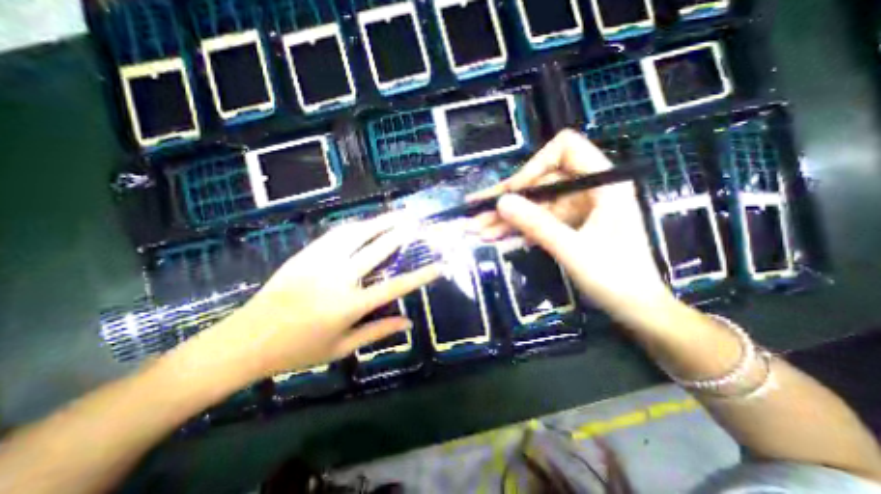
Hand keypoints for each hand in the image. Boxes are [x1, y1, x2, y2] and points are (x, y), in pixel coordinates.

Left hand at [175, 215, 440, 382]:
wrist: (246, 340)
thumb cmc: (297, 351)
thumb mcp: (342, 348)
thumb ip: (377, 332)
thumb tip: (408, 323)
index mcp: (349, 305)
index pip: (395, 286)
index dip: (420, 276)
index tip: (438, 265)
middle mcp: (338, 278)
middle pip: (377, 249)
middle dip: (400, 233)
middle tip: (416, 221)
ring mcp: (320, 262)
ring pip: (355, 234)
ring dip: (378, 222)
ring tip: (395, 214)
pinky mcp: (305, 255)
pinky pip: (335, 234)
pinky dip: (354, 226)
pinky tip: (365, 223)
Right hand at [467, 130, 667, 316]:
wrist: (636, 308)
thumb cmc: (615, 278)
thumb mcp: (572, 250)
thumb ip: (537, 224)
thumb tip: (501, 203)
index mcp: (602, 183)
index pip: (565, 149)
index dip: (535, 165)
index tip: (514, 191)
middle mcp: (587, 189)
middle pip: (540, 180)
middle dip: (508, 199)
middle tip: (476, 211)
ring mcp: (576, 208)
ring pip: (534, 203)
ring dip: (506, 217)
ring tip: (476, 229)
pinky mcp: (567, 224)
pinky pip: (537, 220)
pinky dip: (516, 228)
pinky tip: (493, 236)